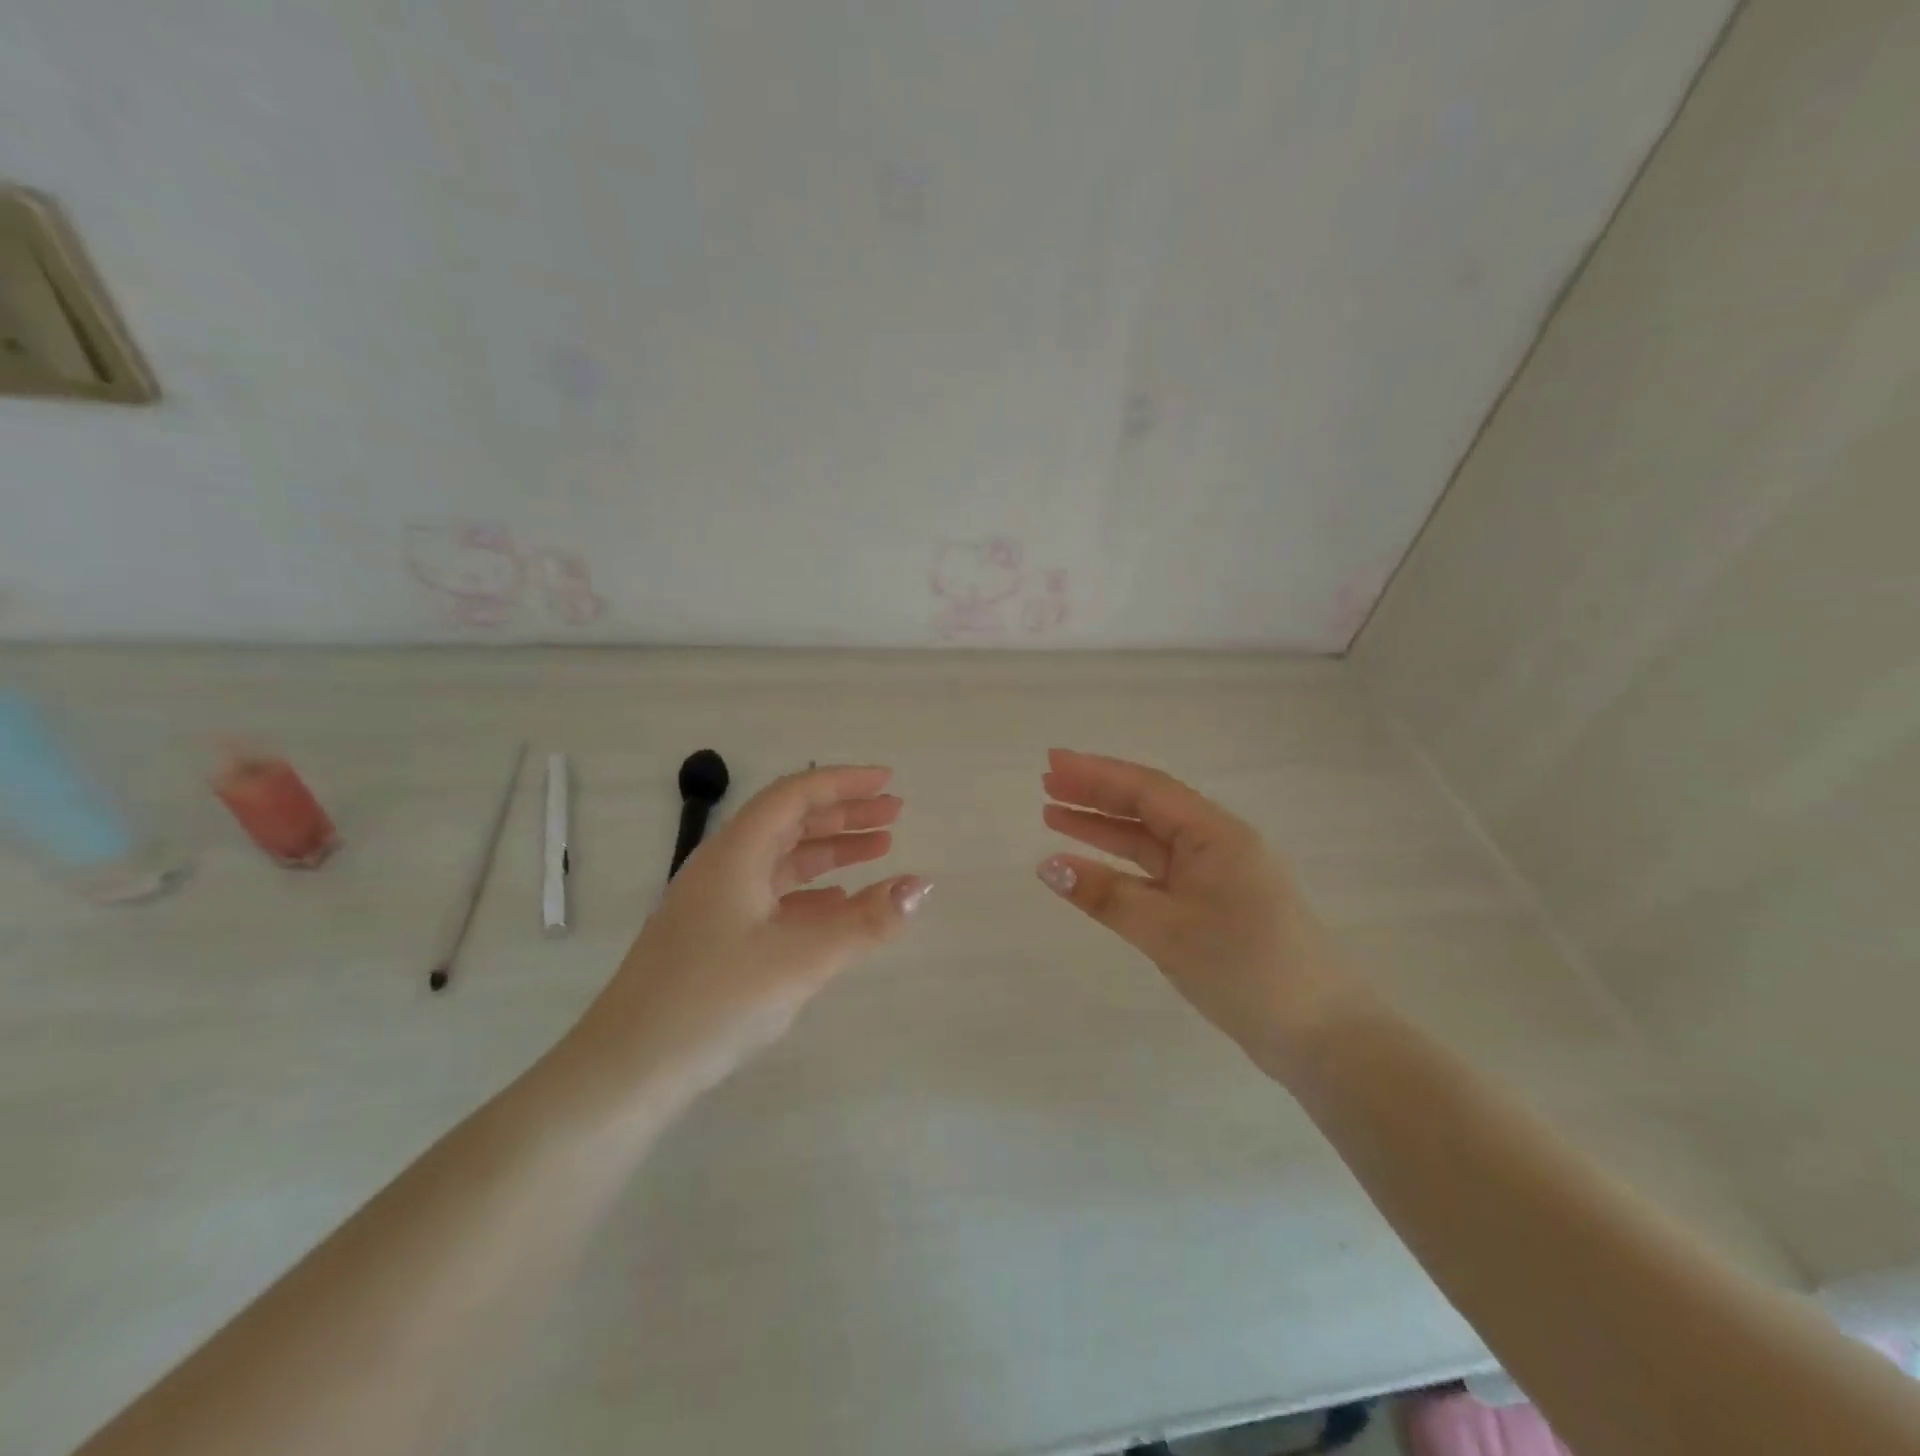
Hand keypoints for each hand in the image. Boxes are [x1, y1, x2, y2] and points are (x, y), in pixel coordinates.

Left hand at [570, 765, 929, 1105]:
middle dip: (845, 814)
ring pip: (782, 860)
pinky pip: (771, 896)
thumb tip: (920, 885)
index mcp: (736, 854)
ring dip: (830, 851)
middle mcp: (723, 867)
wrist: (627, 1071)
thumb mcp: (801, 959)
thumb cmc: (714, 1001)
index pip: (795, 795)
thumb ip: (865, 921)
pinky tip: (836, 905)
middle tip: (895, 814)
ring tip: (879, 851)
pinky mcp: (712, 938)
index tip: (889, 782)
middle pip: (790, 822)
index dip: (845, 782)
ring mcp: (714, 904)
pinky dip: (810, 891)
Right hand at [1037, 749, 1356, 1076]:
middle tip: (1046, 784)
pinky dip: (1123, 869)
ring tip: (1054, 818)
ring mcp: (1216, 877)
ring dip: (1104, 830)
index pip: (1146, 789)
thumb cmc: (1245, 968)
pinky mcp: (1214, 907)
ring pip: (1150, 842)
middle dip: (1095, 795)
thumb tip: (1048, 867)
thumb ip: (1105, 895)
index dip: (1095, 773)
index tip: (1051, 762)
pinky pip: (1158, 874)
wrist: (1321, 1035)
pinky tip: (1091, 870)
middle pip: (1147, 808)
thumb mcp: (1167, 929)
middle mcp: (1216, 844)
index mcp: (1215, 834)